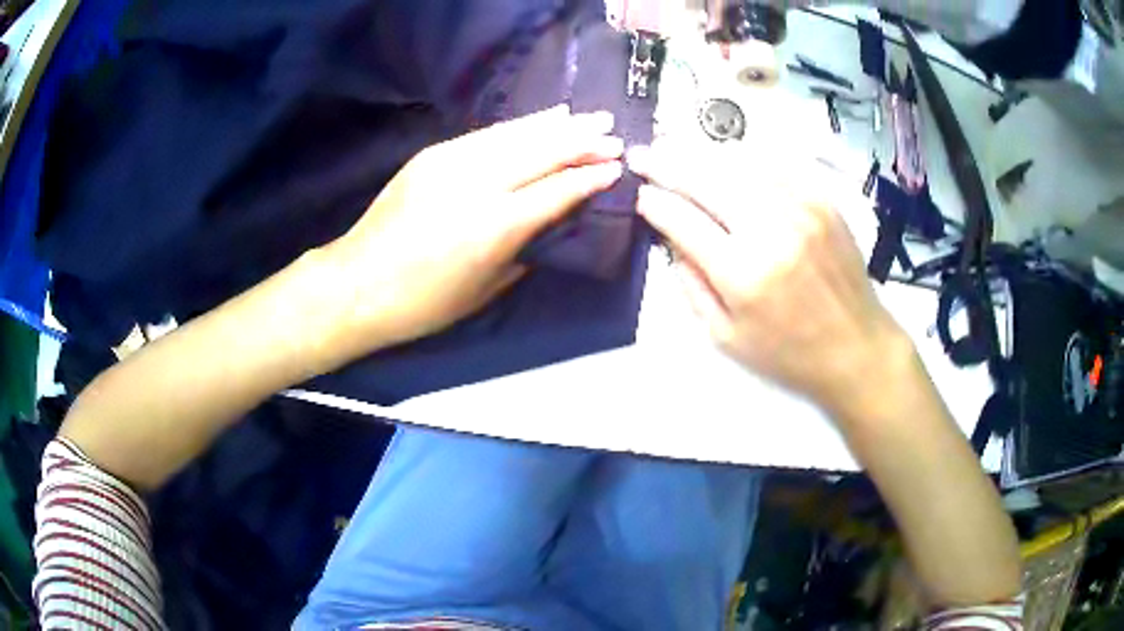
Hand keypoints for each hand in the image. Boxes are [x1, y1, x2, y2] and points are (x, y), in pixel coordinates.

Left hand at [322, 105, 623, 355]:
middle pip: (541, 153)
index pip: (556, 191)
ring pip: (516, 135)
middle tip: (614, 135)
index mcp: (494, 227)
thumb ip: (524, 250)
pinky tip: (541, 120)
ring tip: (588, 119)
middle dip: (582, 142)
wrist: (358, 283)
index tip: (617, 168)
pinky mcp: (433, 154)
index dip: (589, 178)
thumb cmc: (424, 303)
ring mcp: (452, 163)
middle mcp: (477, 185)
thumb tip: (550, 222)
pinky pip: (487, 134)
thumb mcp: (485, 290)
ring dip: (556, 125)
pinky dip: (519, 126)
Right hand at [628, 141, 912, 418]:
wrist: (857, 347)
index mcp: (743, 274)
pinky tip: (726, 162)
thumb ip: (691, 284)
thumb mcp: (726, 336)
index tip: (639, 195)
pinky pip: (773, 167)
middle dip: (666, 164)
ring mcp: (801, 209)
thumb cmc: (789, 353)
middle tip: (642, 155)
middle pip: (706, 180)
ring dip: (700, 157)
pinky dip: (742, 160)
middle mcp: (771, 230)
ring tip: (675, 150)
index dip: (654, 203)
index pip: (682, 220)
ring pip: (737, 164)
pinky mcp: (821, 201)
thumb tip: (670, 237)